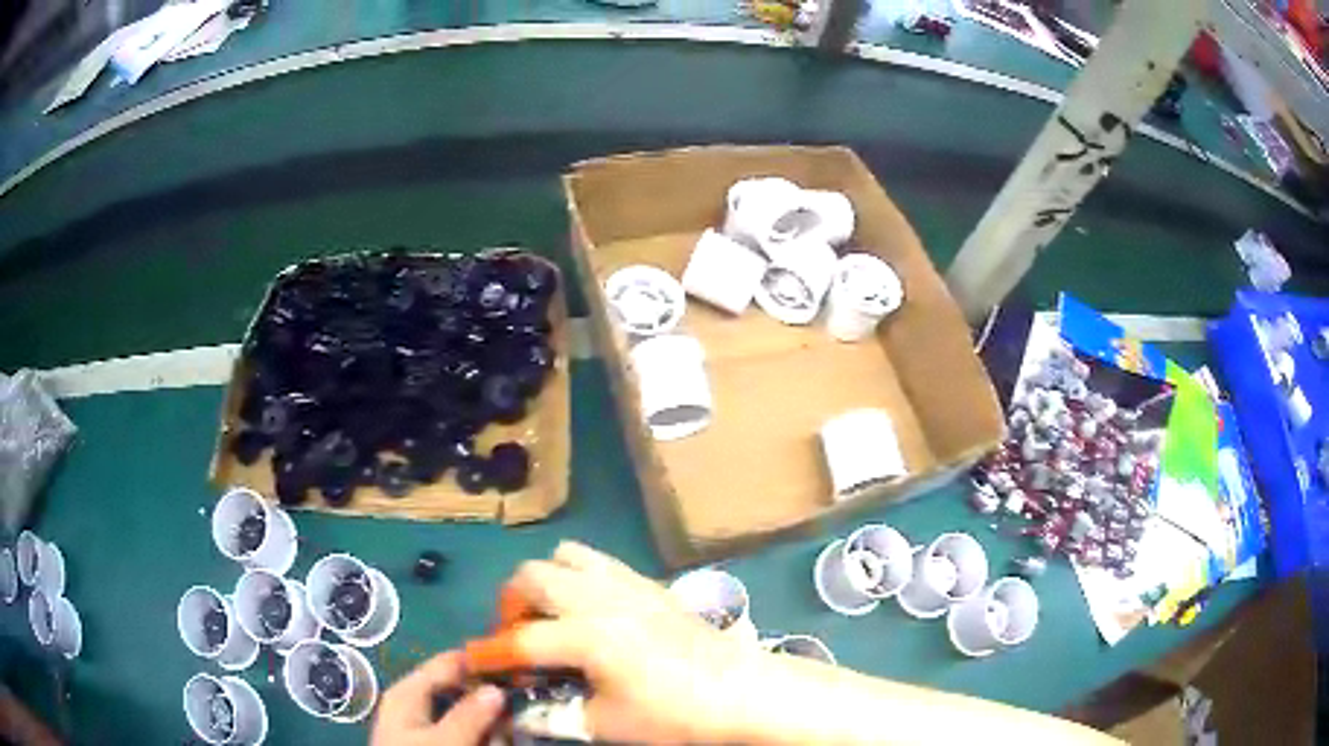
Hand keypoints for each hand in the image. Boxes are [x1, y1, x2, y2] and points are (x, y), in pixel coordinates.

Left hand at [370, 651, 504, 745]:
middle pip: (457, 688)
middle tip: (521, 704)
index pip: (449, 662)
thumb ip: (471, 714)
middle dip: (488, 697)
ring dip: (487, 720)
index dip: (482, 662)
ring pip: (462, 712)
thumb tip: (497, 689)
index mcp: (408, 691)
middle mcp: (413, 702)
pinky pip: (459, 731)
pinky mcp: (430, 742)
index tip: (517, 666)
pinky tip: (495, 740)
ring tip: (511, 727)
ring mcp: (420, 724)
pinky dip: (477, 734)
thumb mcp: (447, 741)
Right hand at [468, 542, 771, 743]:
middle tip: (520, 640)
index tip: (470, 661)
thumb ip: (555, 715)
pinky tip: (591, 612)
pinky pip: (599, 562)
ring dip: (545, 582)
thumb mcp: (607, 725)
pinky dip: (578, 578)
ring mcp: (627, 584)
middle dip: (512, 606)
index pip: (520, 641)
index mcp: (587, 636)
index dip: (488, 654)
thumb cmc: (676, 715)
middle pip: (531, 577)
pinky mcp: (650, 584)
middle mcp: (600, 598)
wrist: (743, 690)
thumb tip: (520, 712)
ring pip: (565, 557)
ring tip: (552, 618)